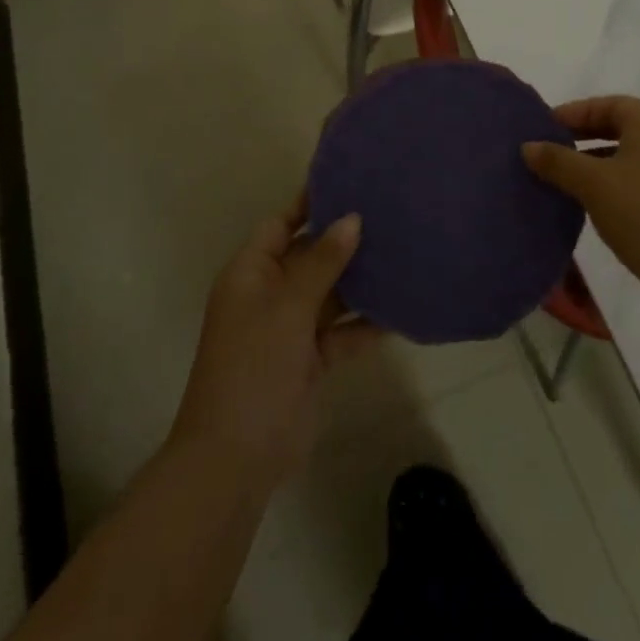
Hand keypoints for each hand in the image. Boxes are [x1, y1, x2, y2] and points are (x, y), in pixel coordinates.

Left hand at [169, 197, 380, 485]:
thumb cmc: (253, 366)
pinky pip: (342, 332)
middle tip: (390, 214)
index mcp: (251, 273)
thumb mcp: (287, 306)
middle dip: (344, 240)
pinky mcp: (311, 360)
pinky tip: (401, 309)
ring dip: (360, 281)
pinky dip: (366, 324)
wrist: (237, 457)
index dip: (311, 204)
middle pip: (309, 256)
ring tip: (403, 252)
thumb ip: (322, 262)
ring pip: (330, 294)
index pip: (281, 224)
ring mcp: (290, 329)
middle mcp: (269, 294)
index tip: (351, 183)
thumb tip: (352, 218)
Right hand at [522, 96, 639, 313]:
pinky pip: (639, 178)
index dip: (574, 112)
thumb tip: (527, 147)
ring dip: (595, 162)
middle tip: (549, 152)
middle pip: (619, 127)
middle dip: (582, 137)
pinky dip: (612, 182)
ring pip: (628, 155)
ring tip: (563, 180)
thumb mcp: (592, 183)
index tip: (543, 129)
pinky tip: (592, 204)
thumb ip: (557, 161)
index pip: (608, 104)